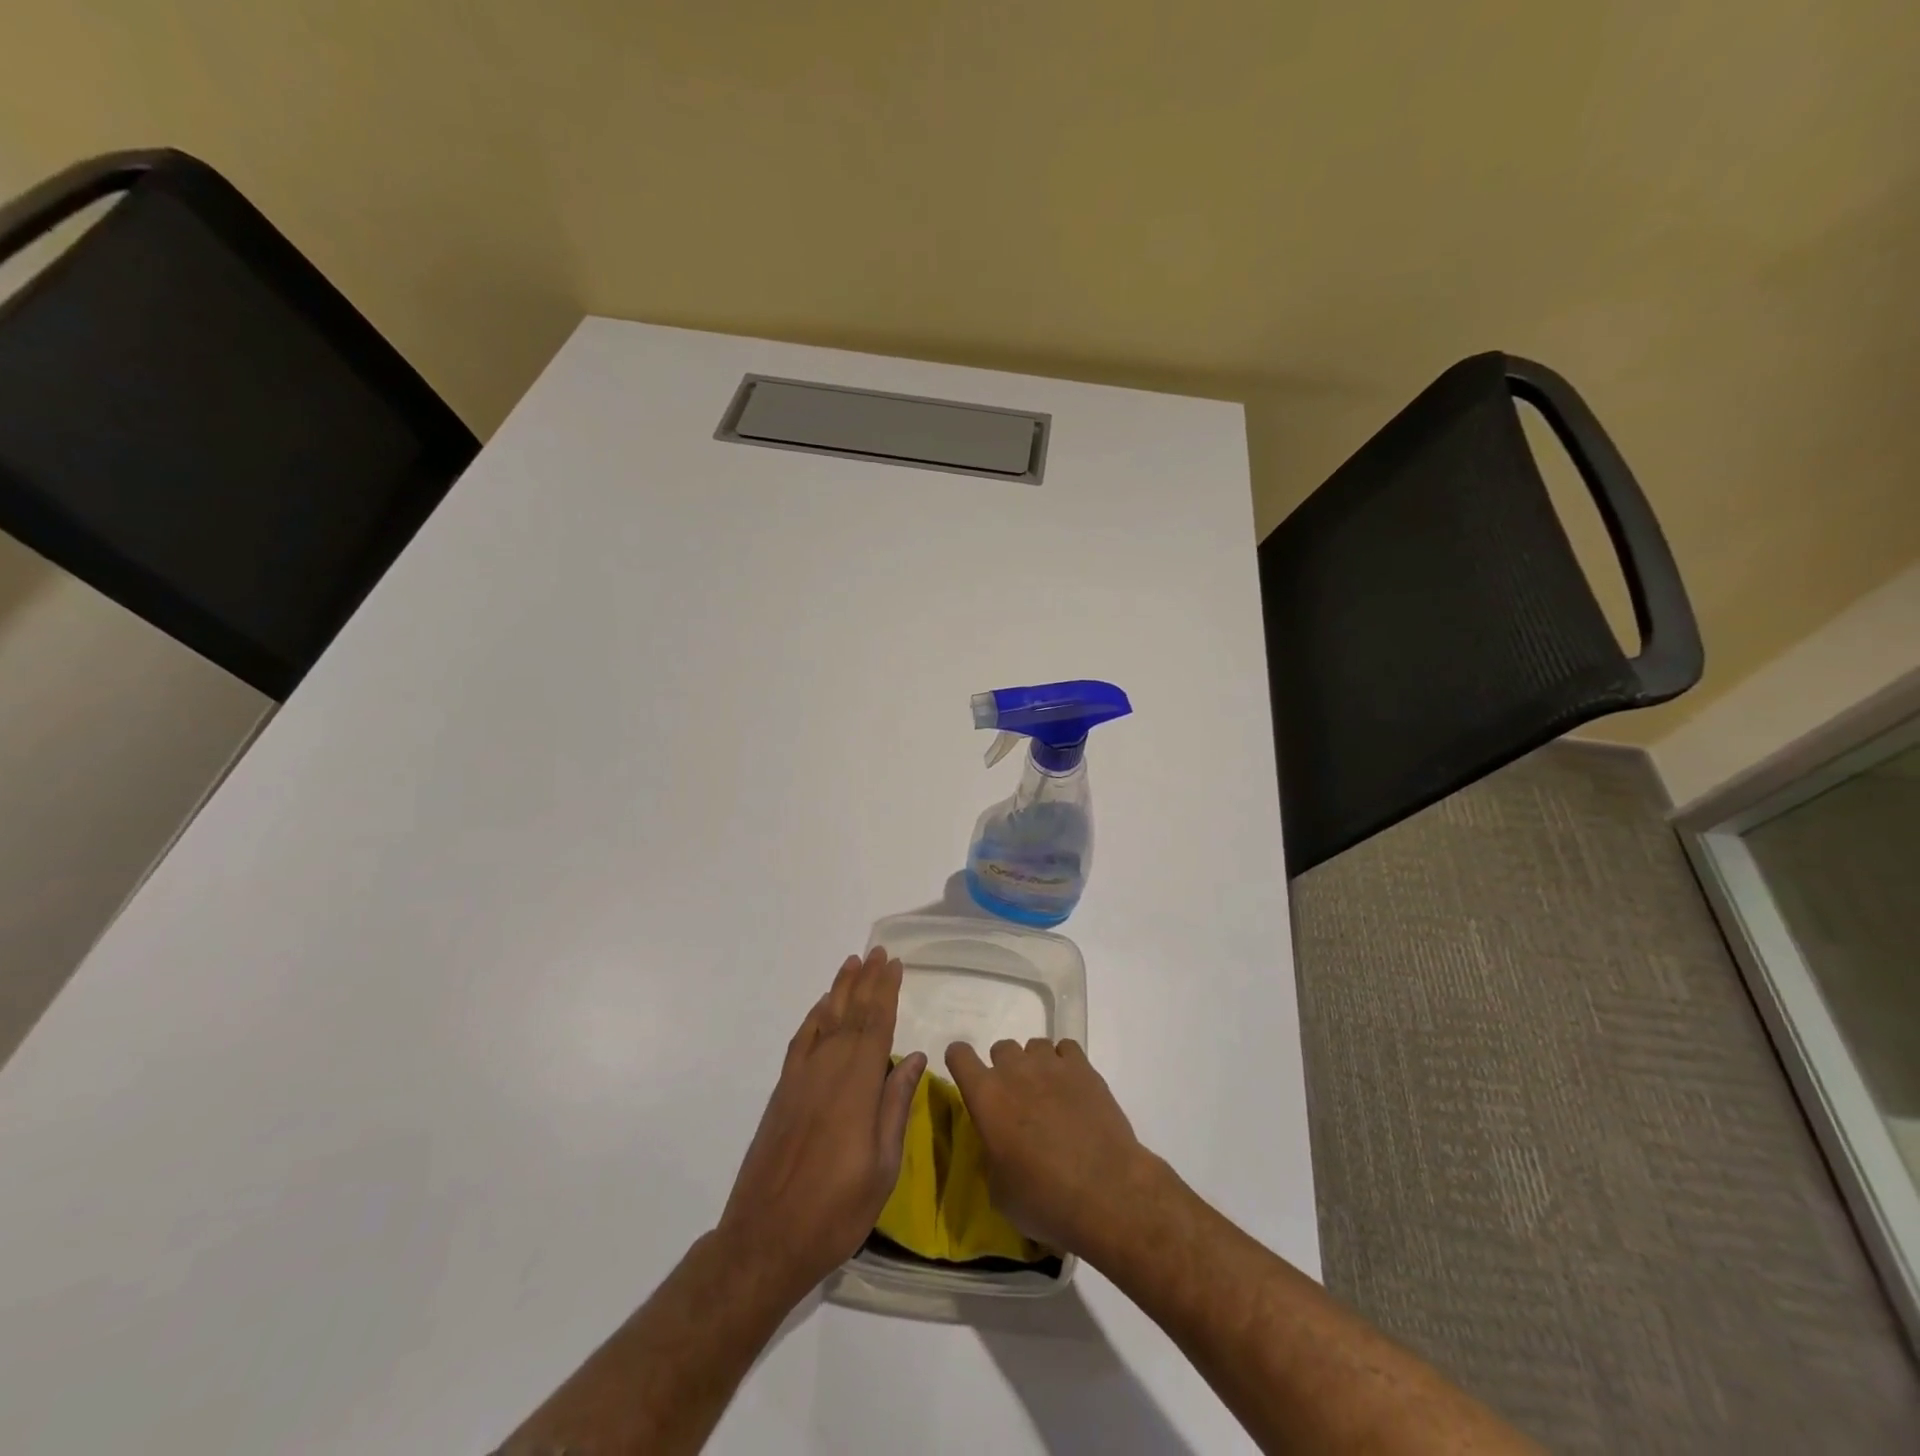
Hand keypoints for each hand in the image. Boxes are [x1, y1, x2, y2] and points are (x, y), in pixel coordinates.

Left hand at [718, 948, 925, 1299]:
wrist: (765, 1240)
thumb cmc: (836, 1210)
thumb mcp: (882, 1167)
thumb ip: (896, 1107)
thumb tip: (914, 1058)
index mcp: (857, 1086)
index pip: (876, 1025)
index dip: (886, 992)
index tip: (894, 964)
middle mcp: (828, 1070)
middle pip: (851, 1014)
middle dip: (866, 981)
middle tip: (877, 953)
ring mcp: (801, 1079)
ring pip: (824, 1020)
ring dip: (839, 989)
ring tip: (852, 963)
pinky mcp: (782, 1092)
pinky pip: (801, 1041)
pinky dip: (813, 1018)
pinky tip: (821, 1007)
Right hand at [944, 1037, 1164, 1257]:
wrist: (1105, 1191)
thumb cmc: (1044, 1199)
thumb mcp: (1000, 1191)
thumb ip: (991, 1155)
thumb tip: (999, 1146)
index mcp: (986, 1097)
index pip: (959, 1056)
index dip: (960, 1062)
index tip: (969, 1078)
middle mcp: (1014, 1071)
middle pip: (1001, 1048)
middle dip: (1004, 1070)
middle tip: (1017, 1101)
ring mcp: (1051, 1065)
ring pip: (1034, 1046)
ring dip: (1035, 1065)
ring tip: (1048, 1094)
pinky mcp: (1083, 1068)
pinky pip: (1066, 1049)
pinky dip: (1065, 1063)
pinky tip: (1073, 1088)